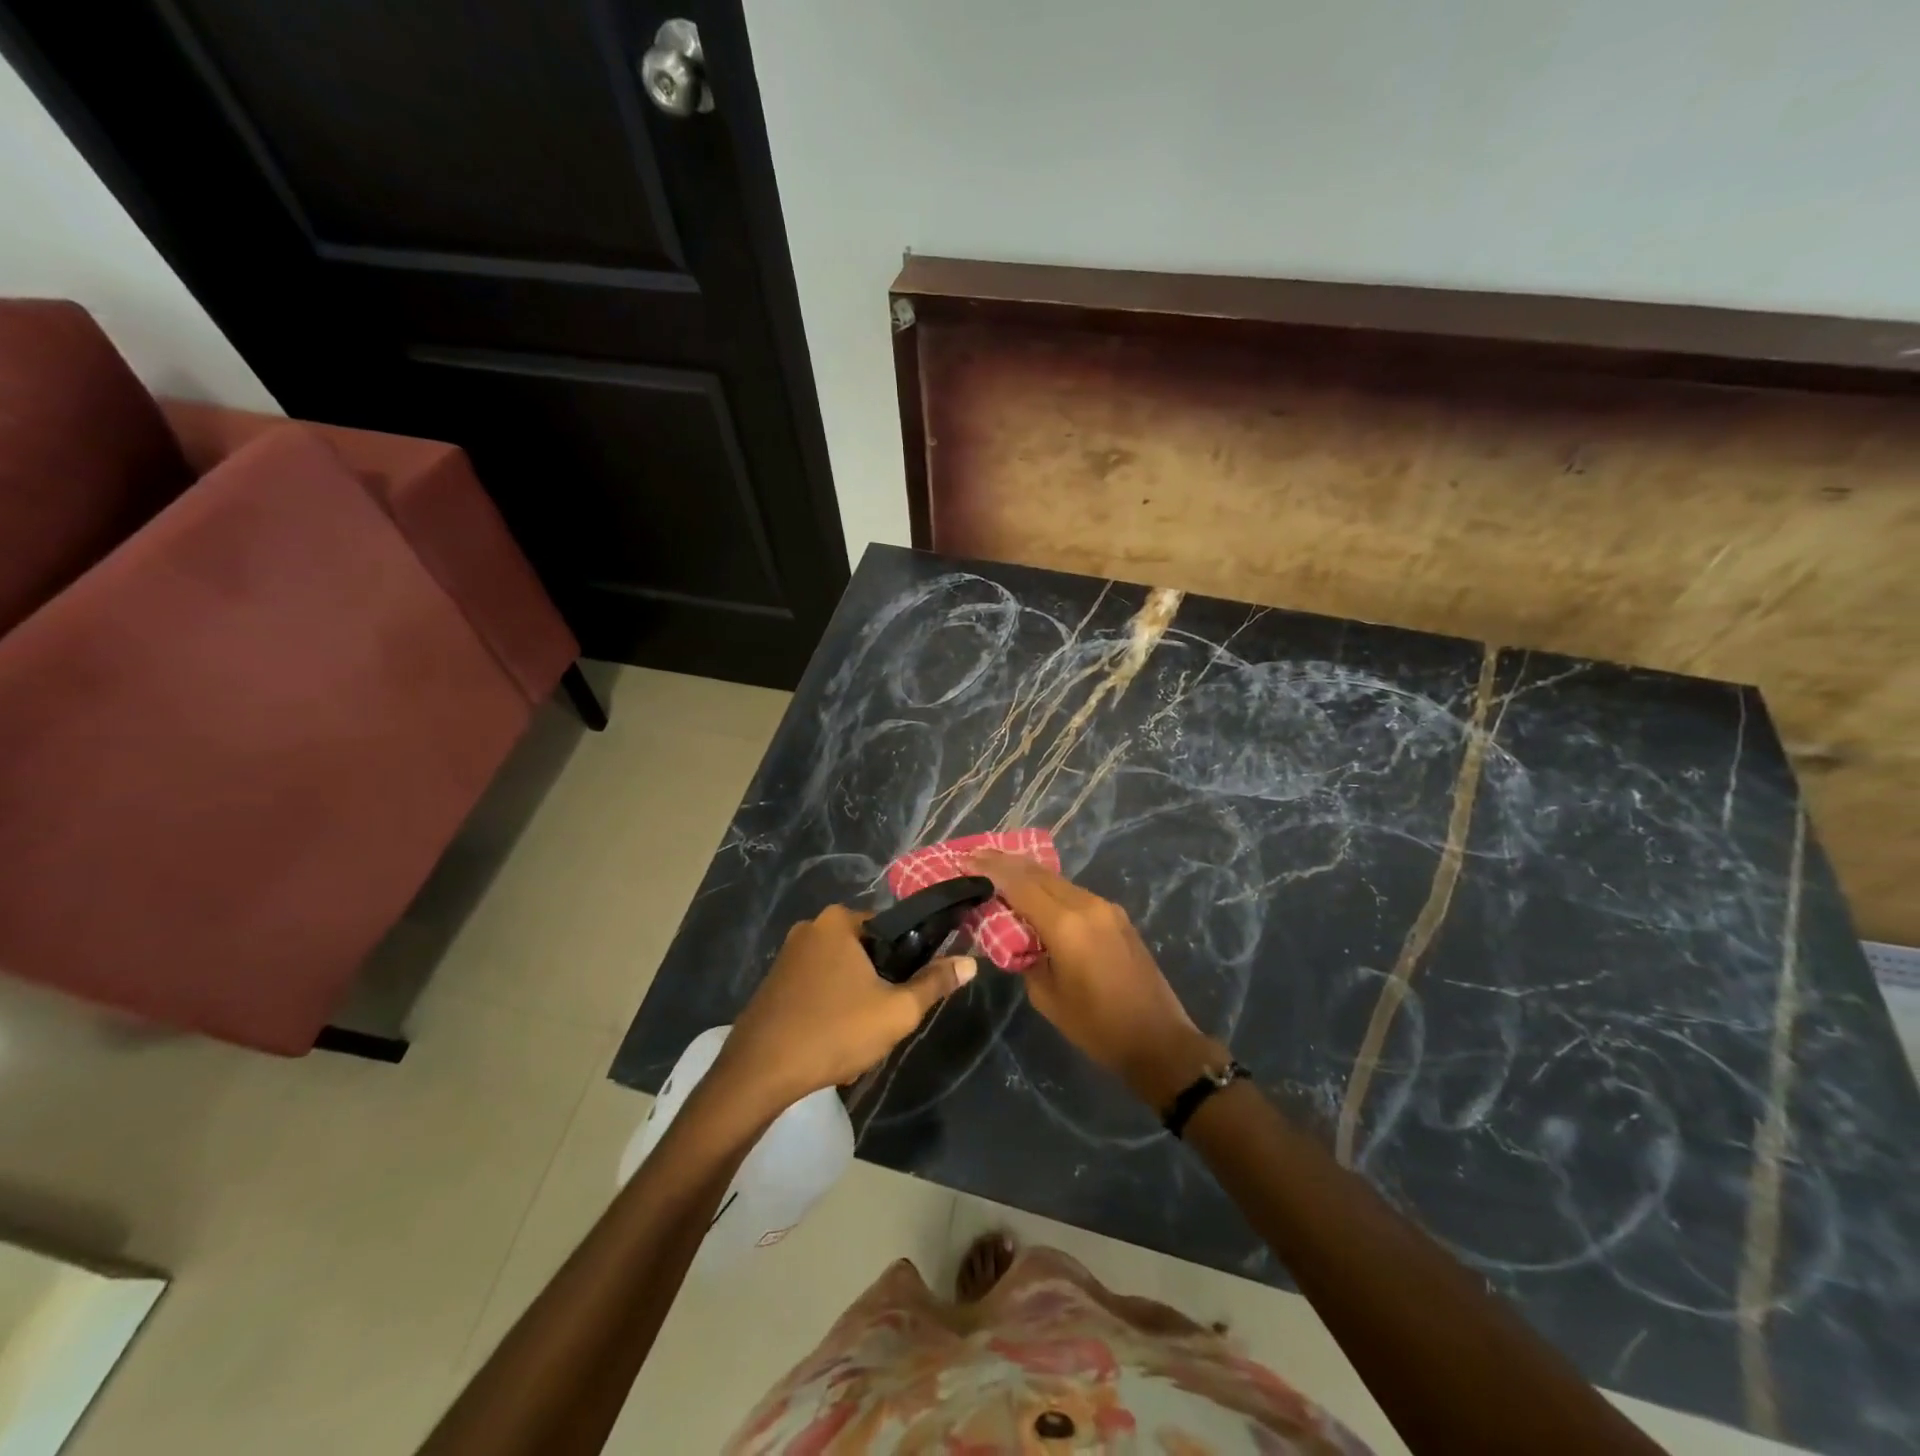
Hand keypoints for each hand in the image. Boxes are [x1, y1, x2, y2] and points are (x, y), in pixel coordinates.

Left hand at [715, 905, 975, 1110]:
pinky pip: (817, 987)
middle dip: (878, 984)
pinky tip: (831, 1041)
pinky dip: (830, 1008)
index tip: (908, 991)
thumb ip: (935, 983)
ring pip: (841, 972)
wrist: (759, 1074)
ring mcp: (788, 955)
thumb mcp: (896, 1011)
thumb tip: (970, 961)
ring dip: (855, 1000)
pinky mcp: (774, 982)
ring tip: (857, 1036)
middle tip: (883, 1019)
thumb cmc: (834, 1032)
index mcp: (839, 921)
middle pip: (866, 951)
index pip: (891, 927)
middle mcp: (811, 927)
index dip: (908, 959)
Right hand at [967, 851, 1224, 1108]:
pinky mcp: (1117, 916)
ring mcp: (1106, 908)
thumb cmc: (1097, 1028)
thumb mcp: (1047, 997)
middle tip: (977, 857)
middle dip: (1006, 863)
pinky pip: (1074, 893)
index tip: (966, 859)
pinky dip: (1049, 888)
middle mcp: (1087, 905)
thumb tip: (1014, 937)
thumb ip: (1024, 957)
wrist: (1159, 1041)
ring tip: (1000, 871)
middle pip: (1039, 873)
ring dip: (1028, 874)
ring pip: (1058, 880)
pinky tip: (1034, 894)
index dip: (991, 869)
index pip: (1019, 884)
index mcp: (1066, 925)